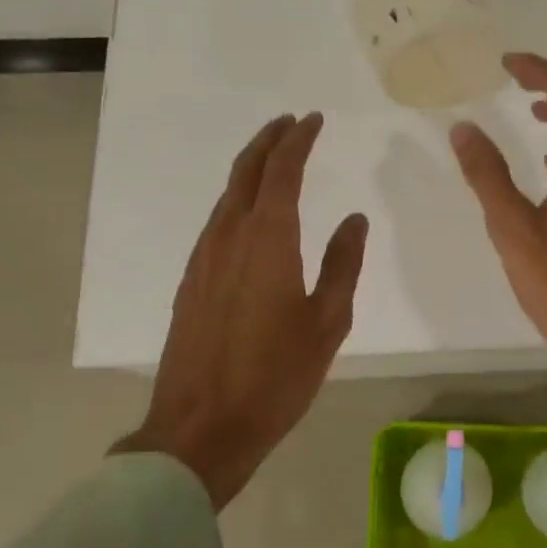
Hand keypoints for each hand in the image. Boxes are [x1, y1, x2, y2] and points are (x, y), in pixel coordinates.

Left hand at [115, 113, 368, 508]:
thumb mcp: (328, 321)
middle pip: (246, 171)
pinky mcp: (191, 279)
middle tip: (291, 123)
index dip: (298, 140)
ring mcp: (204, 257)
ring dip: (251, 167)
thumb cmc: (276, 376)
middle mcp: (230, 236)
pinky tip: (249, 210)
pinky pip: (217, 220)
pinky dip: (237, 198)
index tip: (313, 119)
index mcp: (268, 239)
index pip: (283, 170)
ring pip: (227, 194)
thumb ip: (343, 263)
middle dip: (269, 141)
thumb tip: (354, 219)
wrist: (201, 427)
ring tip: (274, 156)